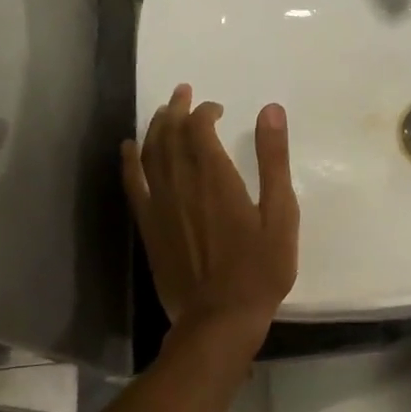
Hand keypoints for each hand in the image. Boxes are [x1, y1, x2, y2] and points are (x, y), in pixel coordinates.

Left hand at [120, 84, 298, 338]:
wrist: (219, 318)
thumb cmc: (260, 268)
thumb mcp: (281, 213)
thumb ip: (274, 160)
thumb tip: (270, 110)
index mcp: (216, 178)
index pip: (200, 128)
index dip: (205, 112)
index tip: (218, 109)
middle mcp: (181, 184)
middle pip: (169, 134)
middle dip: (176, 109)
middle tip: (183, 93)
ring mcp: (160, 206)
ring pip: (149, 154)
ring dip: (155, 127)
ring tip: (163, 111)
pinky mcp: (149, 227)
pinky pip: (133, 185)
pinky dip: (129, 161)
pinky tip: (129, 148)